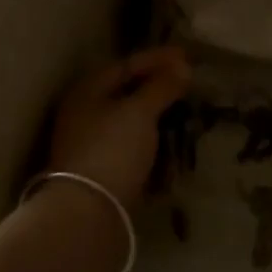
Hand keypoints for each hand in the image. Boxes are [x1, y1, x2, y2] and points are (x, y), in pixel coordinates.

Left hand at [45, 47, 191, 207]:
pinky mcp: (101, 170)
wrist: (87, 214)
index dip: (157, 58)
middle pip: (125, 92)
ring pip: (128, 120)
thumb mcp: (139, 112)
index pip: (125, 65)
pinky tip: (170, 144)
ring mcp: (90, 143)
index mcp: (87, 91)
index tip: (187, 56)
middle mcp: (84, 113)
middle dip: (157, 86)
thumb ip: (161, 87)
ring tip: (183, 112)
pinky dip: (151, 141)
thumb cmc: (111, 150)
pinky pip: (130, 145)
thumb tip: (182, 66)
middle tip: (187, 83)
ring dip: (155, 114)